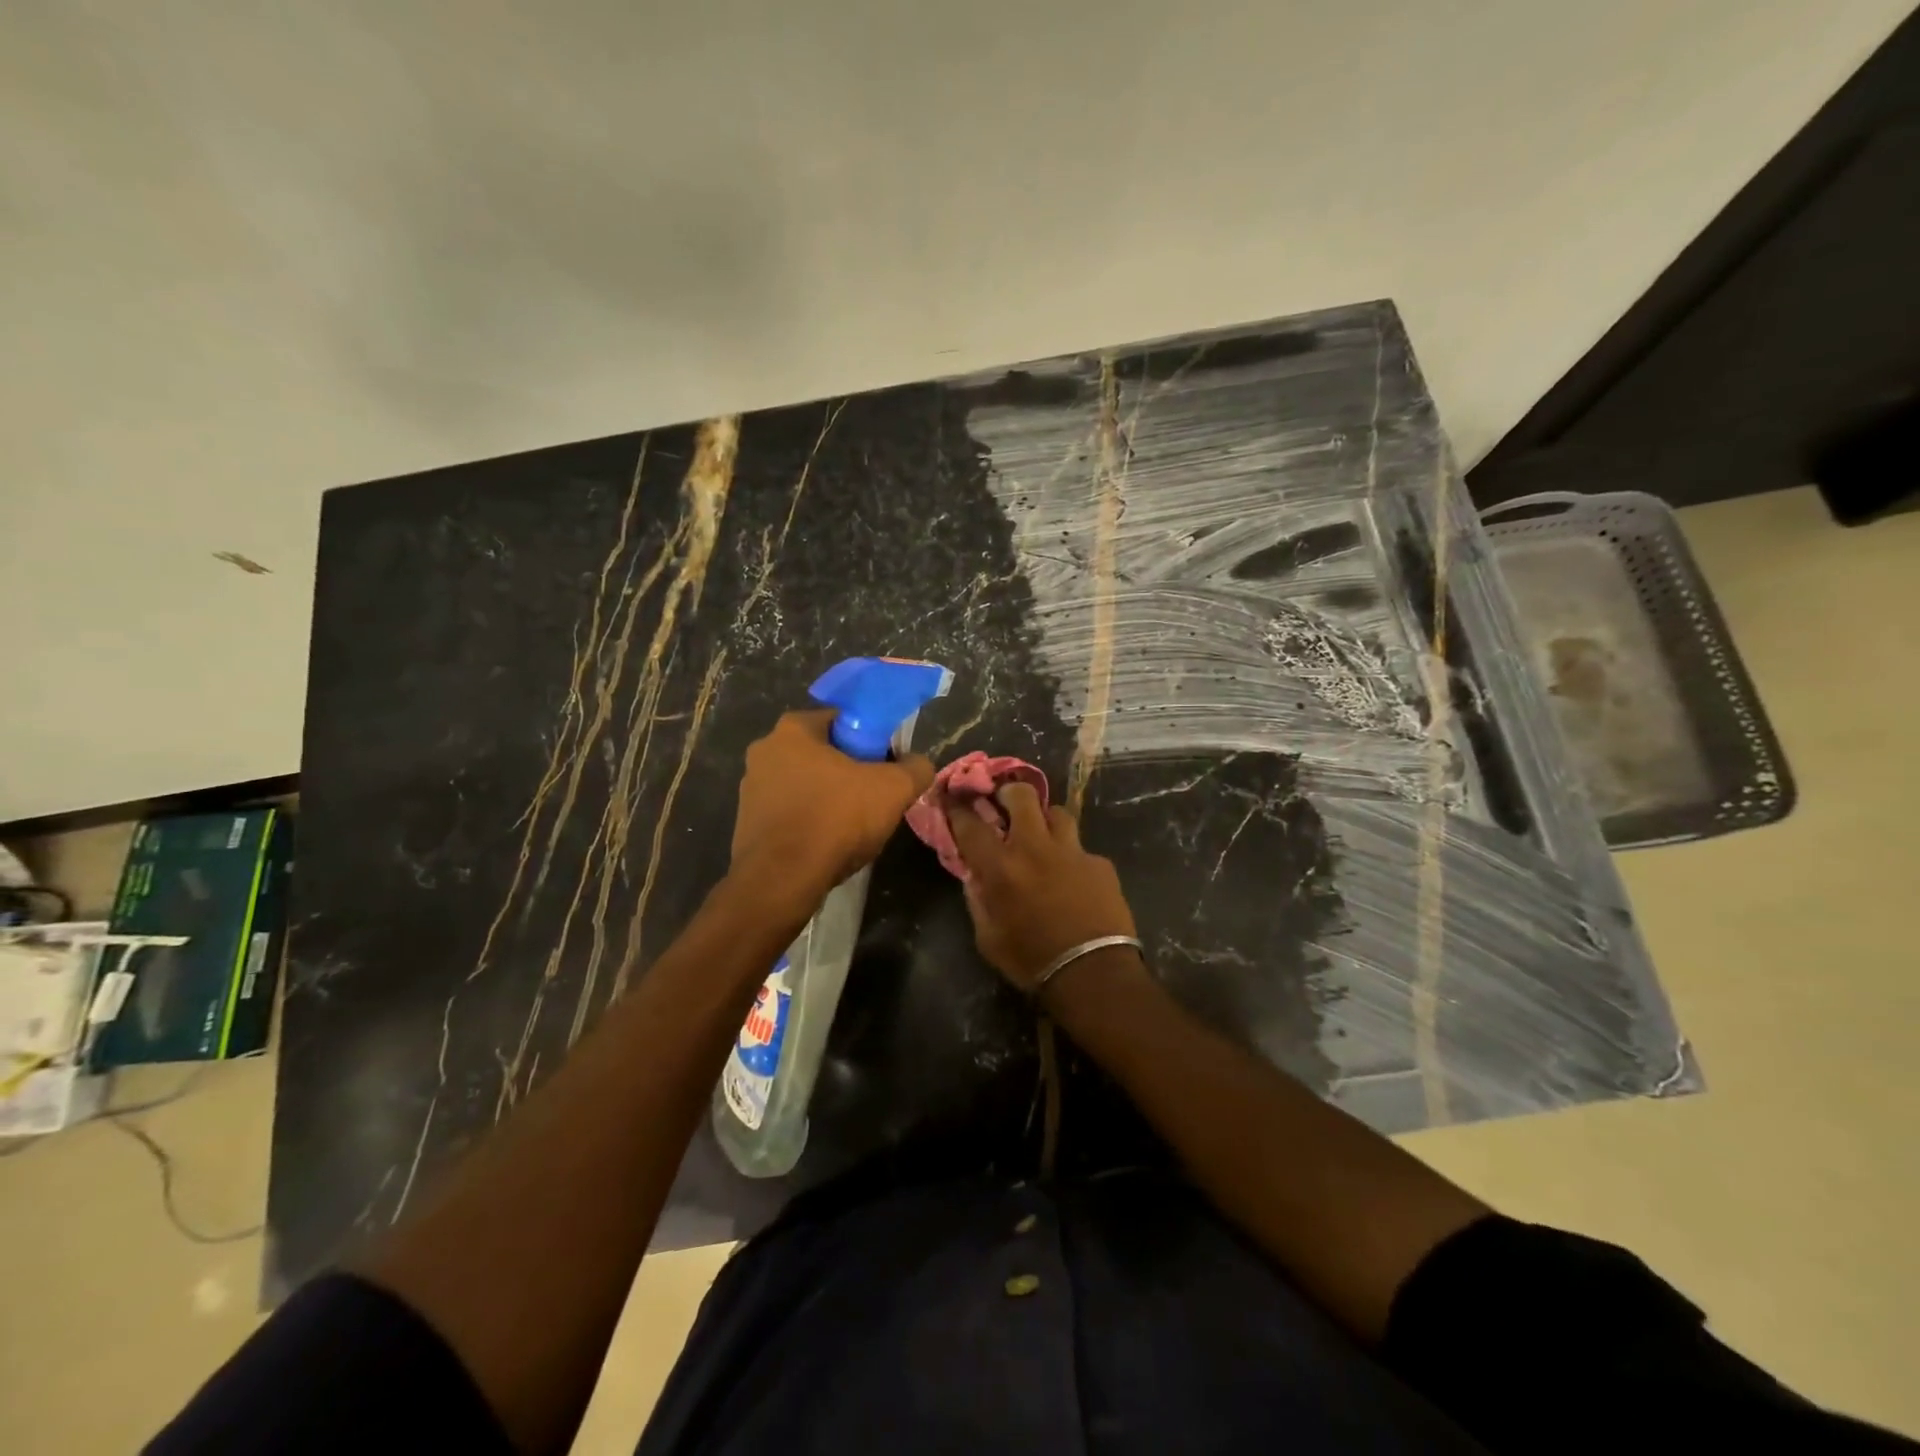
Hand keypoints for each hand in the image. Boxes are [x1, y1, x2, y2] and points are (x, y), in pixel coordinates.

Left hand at [730, 709, 934, 910]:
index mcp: (793, 729)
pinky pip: (789, 812)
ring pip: (804, 784)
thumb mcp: (894, 789)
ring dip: (827, 797)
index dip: (869, 739)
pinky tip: (827, 843)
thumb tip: (918, 764)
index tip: (885, 764)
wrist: (783, 880)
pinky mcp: (746, 822)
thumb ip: (915, 768)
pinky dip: (809, 821)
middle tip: (874, 796)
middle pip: (821, 752)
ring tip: (852, 826)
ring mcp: (750, 787)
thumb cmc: (836, 819)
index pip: (841, 719)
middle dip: (848, 770)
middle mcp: (764, 750)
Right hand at [944, 783, 1137, 994]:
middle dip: (1008, 792)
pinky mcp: (1100, 863)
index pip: (971, 824)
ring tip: (1041, 834)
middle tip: (1004, 802)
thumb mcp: (988, 938)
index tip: (953, 798)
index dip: (958, 808)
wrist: (1093, 974)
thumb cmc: (1032, 961)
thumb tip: (974, 875)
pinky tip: (1072, 876)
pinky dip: (1071, 856)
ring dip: (1044, 818)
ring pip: (1057, 812)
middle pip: (1021, 796)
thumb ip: (978, 900)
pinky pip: (1081, 848)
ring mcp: (1072, 852)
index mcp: (1001, 867)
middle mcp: (1035, 848)